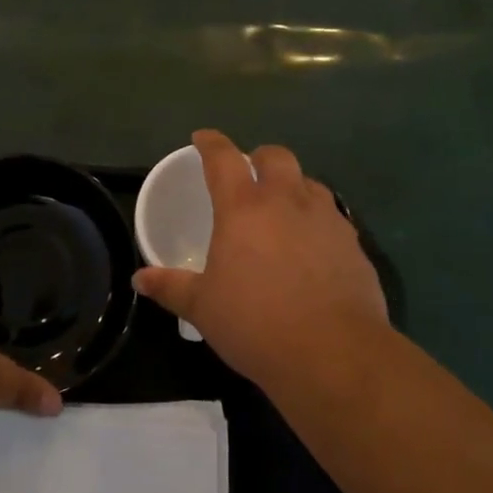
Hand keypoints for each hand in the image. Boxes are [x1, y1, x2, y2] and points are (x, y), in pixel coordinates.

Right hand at [133, 130, 388, 391]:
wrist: (334, 354)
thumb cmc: (256, 324)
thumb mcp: (202, 308)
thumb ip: (171, 287)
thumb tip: (139, 279)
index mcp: (243, 208)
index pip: (223, 158)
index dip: (210, 143)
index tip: (202, 138)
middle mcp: (286, 201)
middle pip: (275, 157)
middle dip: (259, 157)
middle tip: (248, 174)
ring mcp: (326, 220)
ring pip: (309, 183)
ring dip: (292, 186)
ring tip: (282, 209)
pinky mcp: (353, 244)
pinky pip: (332, 217)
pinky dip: (317, 220)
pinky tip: (312, 247)